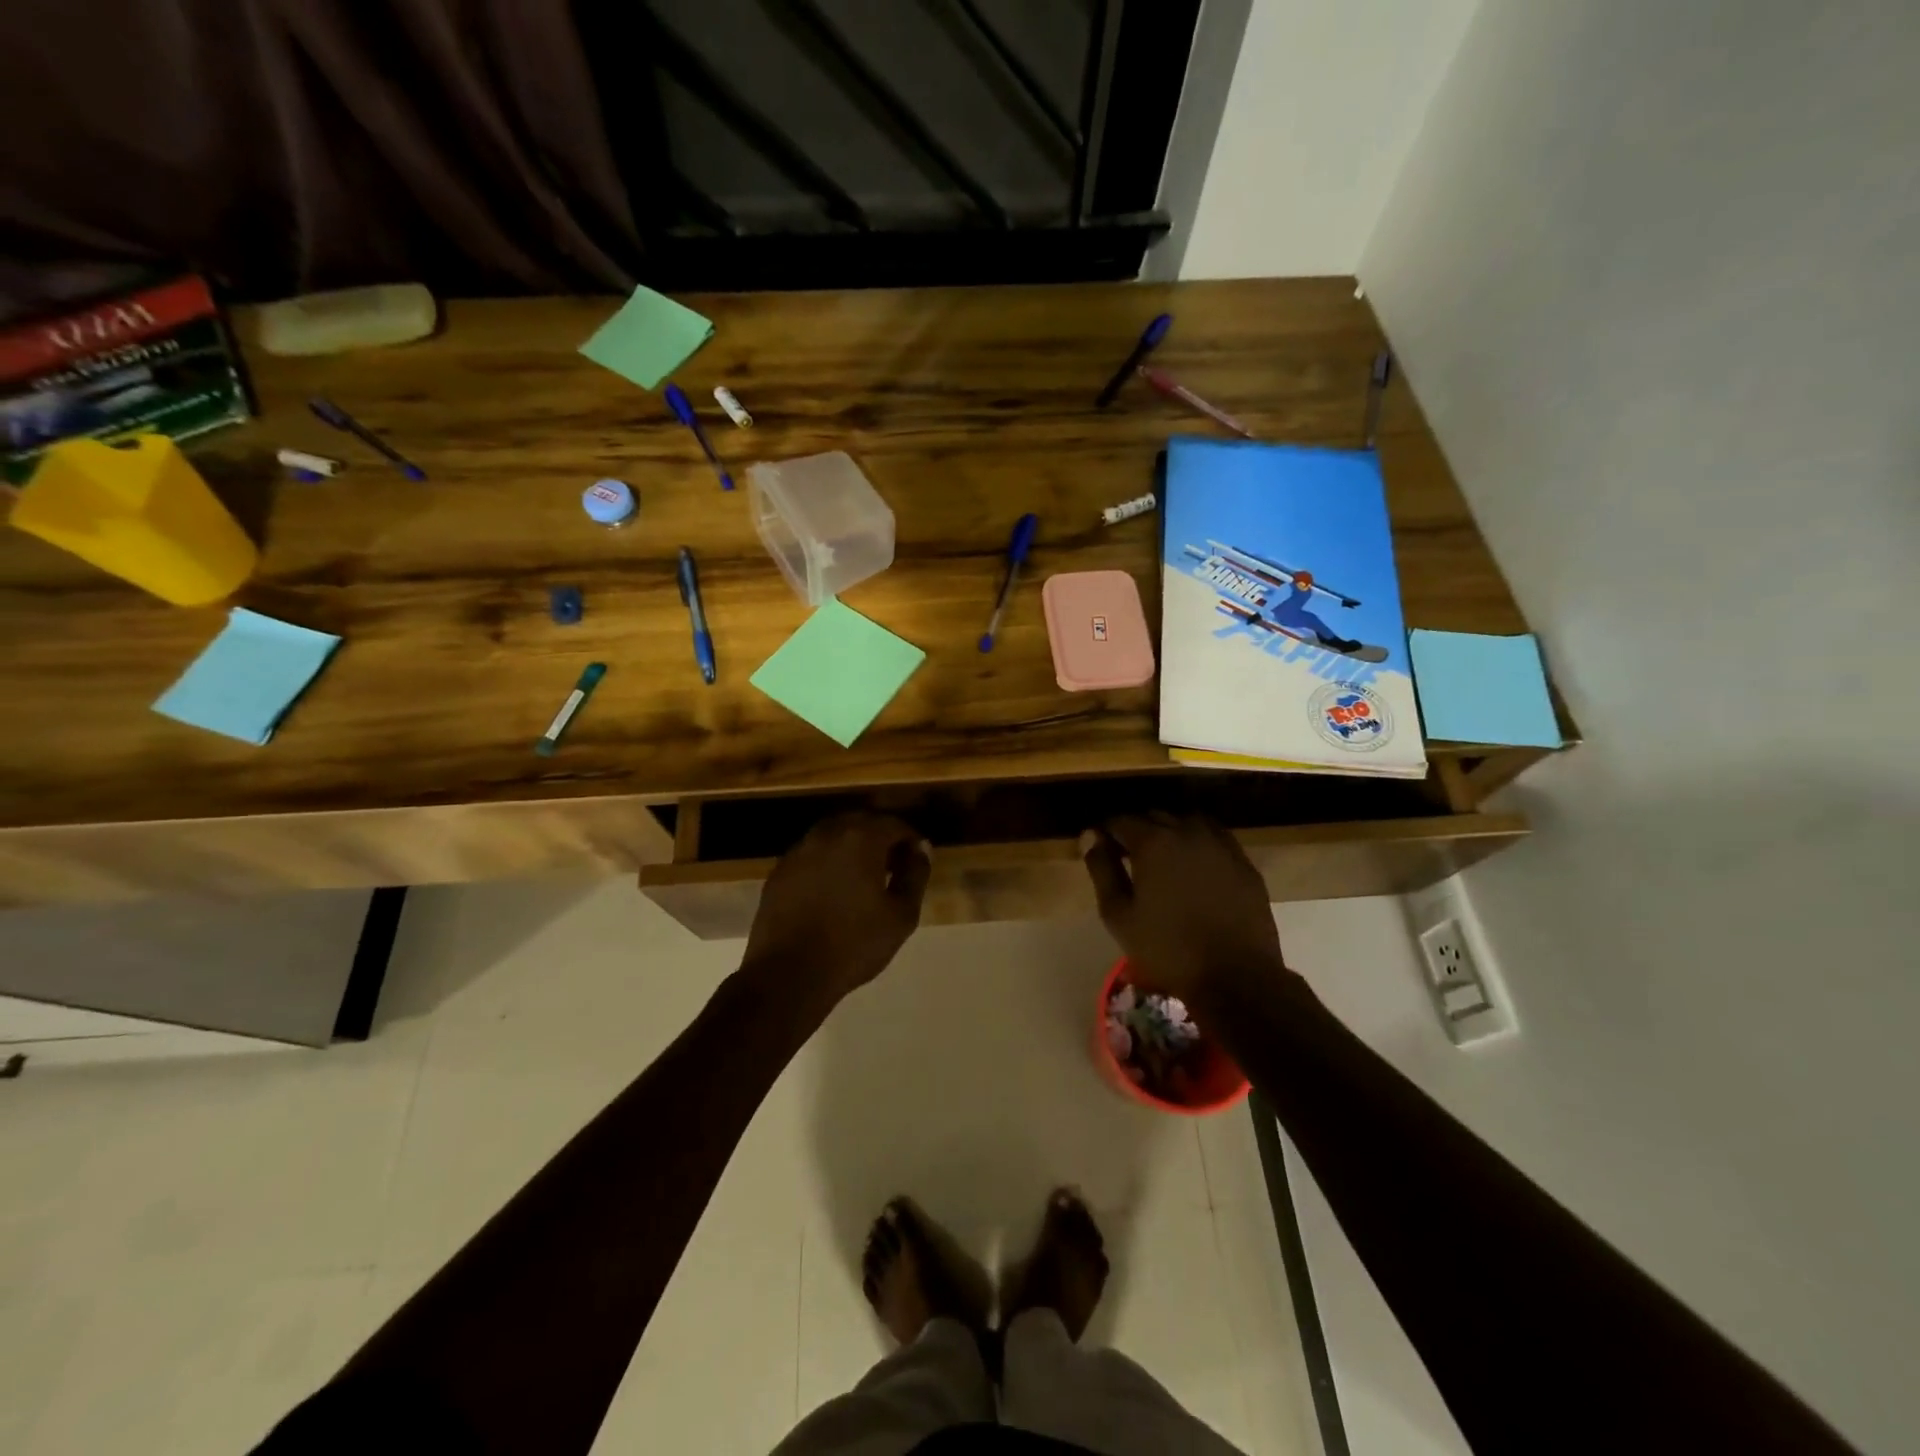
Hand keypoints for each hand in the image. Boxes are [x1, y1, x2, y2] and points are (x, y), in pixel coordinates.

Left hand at [741, 813, 931, 1012]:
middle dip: (881, 838)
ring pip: (834, 835)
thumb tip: (921, 849)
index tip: (918, 861)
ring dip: (852, 847)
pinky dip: (828, 862)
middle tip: (894, 866)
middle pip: (862, 823)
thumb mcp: (901, 915)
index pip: (894, 824)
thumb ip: (915, 875)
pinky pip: (812, 855)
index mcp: (860, 839)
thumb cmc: (854, 944)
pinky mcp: (779, 871)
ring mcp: (798, 851)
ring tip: (864, 877)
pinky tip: (833, 890)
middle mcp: (827, 834)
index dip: (911, 839)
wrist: (788, 974)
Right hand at [1080, 813, 1287, 1008]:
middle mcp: (1187, 831)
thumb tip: (1090, 835)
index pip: (1120, 820)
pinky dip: (1199, 844)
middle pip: (1155, 816)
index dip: (1106, 831)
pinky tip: (1195, 868)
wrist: (1236, 978)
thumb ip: (1102, 869)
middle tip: (1129, 857)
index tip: (1101, 848)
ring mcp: (1220, 844)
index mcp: (1153, 842)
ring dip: (1171, 832)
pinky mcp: (1243, 862)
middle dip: (1138, 830)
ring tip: (1163, 859)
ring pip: (1187, 822)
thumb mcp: (1119, 914)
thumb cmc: (1167, 949)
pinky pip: (1215, 839)